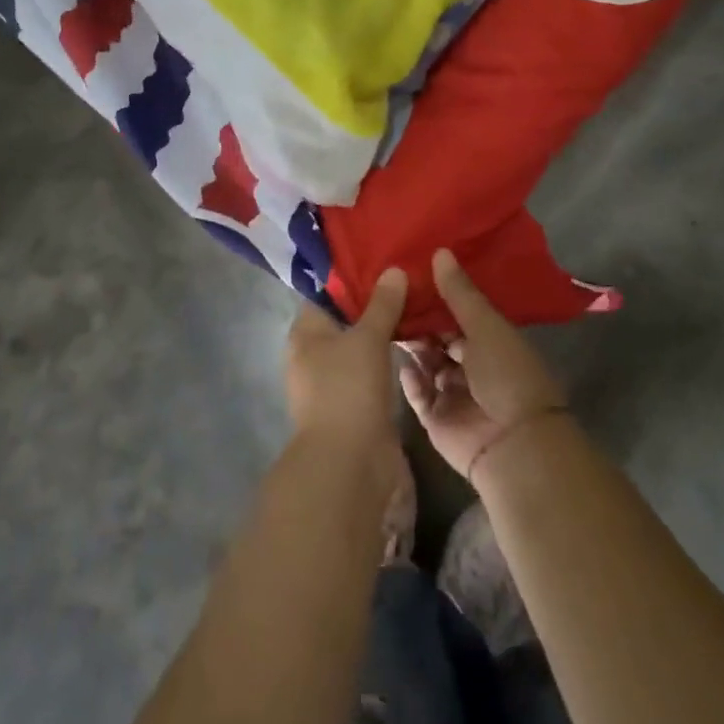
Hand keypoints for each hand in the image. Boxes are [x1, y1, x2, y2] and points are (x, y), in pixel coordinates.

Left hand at [285, 268, 407, 450]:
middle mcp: (313, 354)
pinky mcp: (355, 403)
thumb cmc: (348, 390)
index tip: (383, 259)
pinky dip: (389, 355)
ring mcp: (334, 381)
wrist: (349, 463)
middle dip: (374, 302)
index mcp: (305, 332)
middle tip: (409, 279)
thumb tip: (392, 269)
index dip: (351, 276)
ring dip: (384, 330)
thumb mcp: (366, 338)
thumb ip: (381, 304)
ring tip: (418, 305)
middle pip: (345, 318)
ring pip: (361, 344)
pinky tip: (415, 341)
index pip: (325, 293)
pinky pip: (373, 368)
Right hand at [400, 250, 565, 479]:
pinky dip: (408, 380)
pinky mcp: (436, 418)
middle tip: (389, 298)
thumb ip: (460, 293)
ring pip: (425, 364)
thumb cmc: (506, 375)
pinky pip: (417, 394)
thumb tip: (440, 251)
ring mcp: (453, 393)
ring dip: (411, 347)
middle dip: (419, 321)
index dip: (437, 297)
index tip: (410, 275)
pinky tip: (397, 363)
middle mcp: (472, 366)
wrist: (513, 444)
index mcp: (491, 342)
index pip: (459, 314)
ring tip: (386, 324)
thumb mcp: (485, 326)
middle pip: (439, 339)